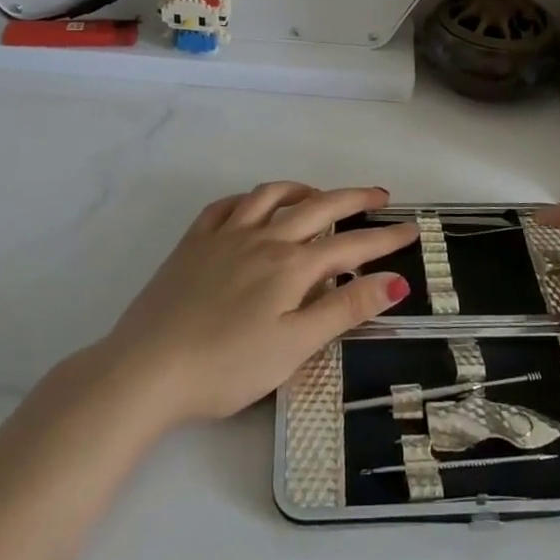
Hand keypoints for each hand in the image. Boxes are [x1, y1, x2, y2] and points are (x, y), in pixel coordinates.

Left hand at [96, 182, 415, 425]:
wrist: (146, 370)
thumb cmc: (227, 366)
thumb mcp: (295, 346)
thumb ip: (345, 309)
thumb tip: (395, 280)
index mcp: (291, 266)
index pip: (351, 246)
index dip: (385, 239)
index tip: (413, 230)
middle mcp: (263, 238)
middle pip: (317, 207)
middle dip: (353, 199)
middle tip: (380, 197)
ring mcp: (225, 235)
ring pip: (271, 196)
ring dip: (302, 189)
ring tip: (319, 194)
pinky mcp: (193, 243)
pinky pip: (226, 206)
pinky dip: (249, 199)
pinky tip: (253, 206)